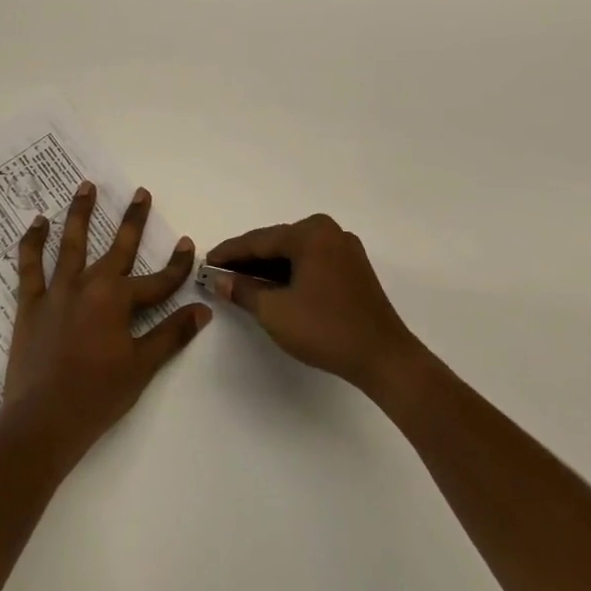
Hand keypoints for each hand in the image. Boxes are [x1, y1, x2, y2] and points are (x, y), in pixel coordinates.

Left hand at [0, 180, 211, 467]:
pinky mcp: (31, 302)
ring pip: (71, 243)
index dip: (176, 265)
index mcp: (118, 301)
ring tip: (86, 186)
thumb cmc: (98, 395)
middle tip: (140, 192)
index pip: (158, 280)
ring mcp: (57, 291)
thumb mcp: (141, 367)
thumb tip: (203, 310)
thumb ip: (171, 335)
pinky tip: (38, 222)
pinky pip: (30, 264)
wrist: (44, 420)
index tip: (188, 244)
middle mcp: (89, 285)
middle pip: (117, 247)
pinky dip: (33, 241)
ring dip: (80, 213)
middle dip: (133, 220)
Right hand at [206, 213, 420, 395]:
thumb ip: (242, 290)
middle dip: (248, 260)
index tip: (206, 262)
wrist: (385, 359)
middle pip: (277, 243)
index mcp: (310, 233)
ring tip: (240, 282)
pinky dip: (290, 274)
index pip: (259, 240)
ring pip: (294, 254)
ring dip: (268, 268)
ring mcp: (345, 249)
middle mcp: (329, 232)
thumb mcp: (274, 311)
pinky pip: (311, 263)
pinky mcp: (353, 269)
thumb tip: (219, 280)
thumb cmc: (326, 329)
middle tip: (220, 273)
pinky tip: (272, 288)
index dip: (229, 253)